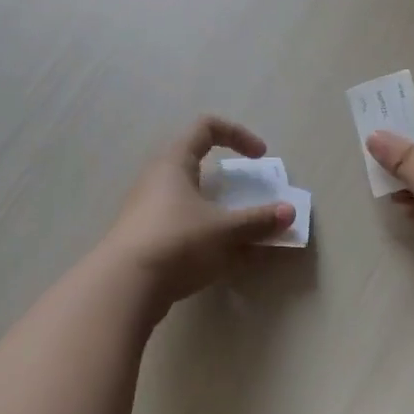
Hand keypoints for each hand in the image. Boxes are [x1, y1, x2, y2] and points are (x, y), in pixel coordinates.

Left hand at [104, 116, 295, 307]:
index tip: (260, 157)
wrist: (125, 285)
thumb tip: (289, 213)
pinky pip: (180, 224)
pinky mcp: (144, 237)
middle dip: (227, 179)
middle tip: (247, 197)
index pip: (206, 127)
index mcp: (174, 162)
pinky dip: (203, 233)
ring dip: (216, 210)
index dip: (238, 134)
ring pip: (188, 198)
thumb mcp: (225, 231)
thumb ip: (258, 220)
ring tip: (238, 234)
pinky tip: (217, 257)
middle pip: (195, 164)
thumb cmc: (177, 242)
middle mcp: (156, 179)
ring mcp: (146, 209)